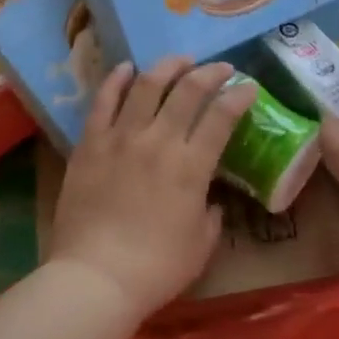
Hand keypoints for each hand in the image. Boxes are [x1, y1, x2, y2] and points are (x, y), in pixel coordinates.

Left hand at [49, 57, 254, 318]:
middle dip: (210, 72)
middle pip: (188, 90)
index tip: (249, 86)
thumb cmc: (156, 269)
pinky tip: (127, 68)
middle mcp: (158, 141)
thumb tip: (209, 198)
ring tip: (180, 61)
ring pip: (147, 84)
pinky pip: (103, 101)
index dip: (240, 95)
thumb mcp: (201, 244)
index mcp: (191, 166)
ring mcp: (121, 137)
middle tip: (221, 68)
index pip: (222, 116)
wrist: (95, 278)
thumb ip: (211, 214)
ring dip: (167, 66)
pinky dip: (116, 79)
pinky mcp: (90, 143)